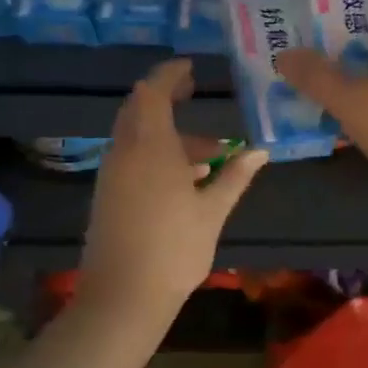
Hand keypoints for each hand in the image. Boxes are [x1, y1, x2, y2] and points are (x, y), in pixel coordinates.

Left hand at [79, 59, 267, 316]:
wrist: (122, 299)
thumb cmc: (174, 250)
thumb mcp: (212, 211)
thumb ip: (235, 176)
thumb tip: (260, 151)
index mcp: (151, 148)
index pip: (152, 92)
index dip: (169, 75)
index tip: (191, 68)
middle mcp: (124, 153)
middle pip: (138, 109)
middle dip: (165, 96)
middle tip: (194, 93)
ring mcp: (112, 175)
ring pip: (136, 136)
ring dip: (167, 132)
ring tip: (209, 153)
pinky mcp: (107, 195)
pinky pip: (131, 157)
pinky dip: (155, 153)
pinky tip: (186, 178)